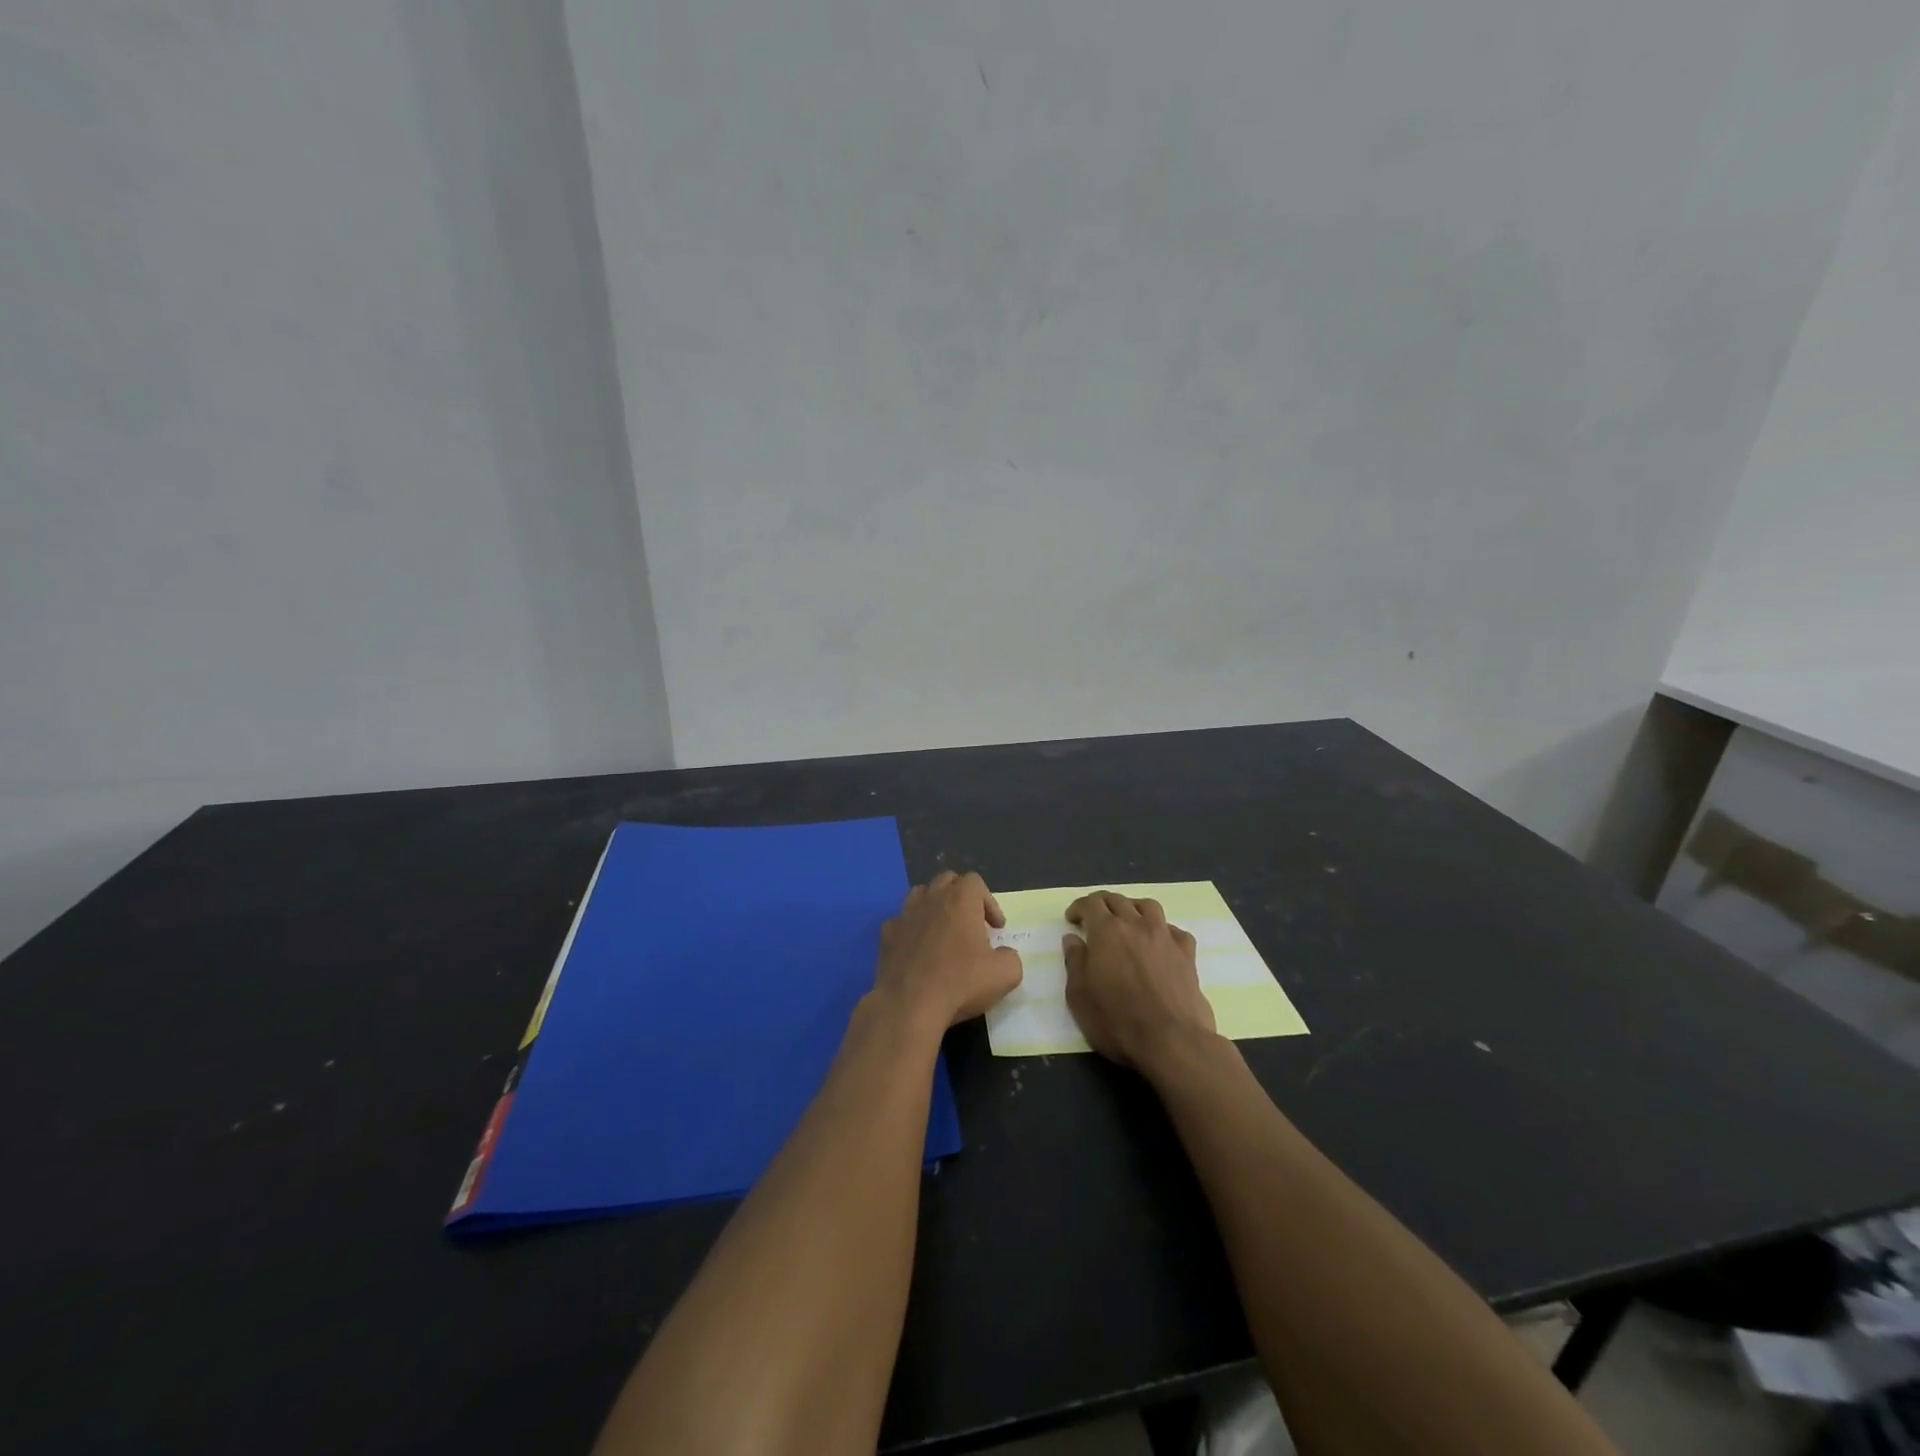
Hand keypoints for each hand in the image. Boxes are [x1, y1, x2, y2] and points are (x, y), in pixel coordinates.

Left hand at [874, 871, 1023, 1032]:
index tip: (996, 928)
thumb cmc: (960, 983)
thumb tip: (1004, 955)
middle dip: (961, 896)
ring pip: (920, 894)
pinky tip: (918, 949)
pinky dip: (912, 928)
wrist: (909, 1005)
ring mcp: (905, 914)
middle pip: (947, 880)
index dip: (989, 902)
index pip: (975, 882)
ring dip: (934, 906)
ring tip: (943, 930)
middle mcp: (931, 899)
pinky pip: (901, 921)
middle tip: (971, 923)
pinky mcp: (886, 934)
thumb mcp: (1004, 975)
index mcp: (960, 899)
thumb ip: (1010, 958)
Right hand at [1064, 892, 1217, 1073]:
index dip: (1079, 907)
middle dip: (1102, 904)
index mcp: (1107, 931)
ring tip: (1127, 922)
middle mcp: (1137, 925)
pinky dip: (1163, 931)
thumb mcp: (1079, 996)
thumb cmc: (1117, 1020)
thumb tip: (1073, 939)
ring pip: (1149, 906)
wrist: (1172, 1041)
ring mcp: (1165, 938)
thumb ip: (1074, 962)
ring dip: (1133, 908)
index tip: (1072, 919)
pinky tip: (1159, 944)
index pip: (1091, 903)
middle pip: (1118, 900)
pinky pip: (1175, 930)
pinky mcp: (1187, 955)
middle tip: (1094, 918)